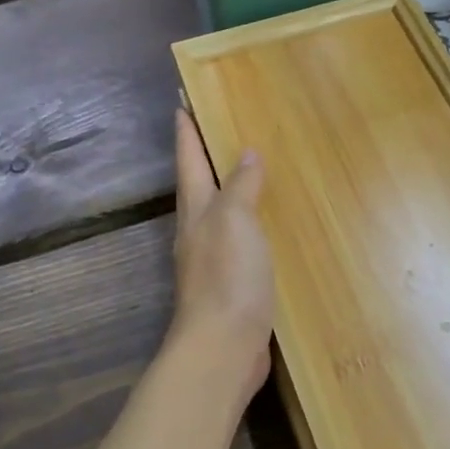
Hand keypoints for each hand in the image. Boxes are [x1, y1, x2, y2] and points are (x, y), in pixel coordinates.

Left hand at [170, 109, 274, 403]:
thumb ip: (240, 187)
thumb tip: (246, 154)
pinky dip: (251, 224)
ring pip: (220, 213)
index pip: (189, 159)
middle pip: (200, 184)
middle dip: (205, 156)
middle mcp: (199, 231)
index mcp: (196, 210)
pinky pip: (241, 241)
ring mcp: (213, 260)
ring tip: (251, 169)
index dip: (186, 130)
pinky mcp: (232, 284)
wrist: (223, 348)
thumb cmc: (227, 277)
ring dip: (230, 189)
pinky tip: (268, 225)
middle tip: (222, 126)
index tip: (181, 100)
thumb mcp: (234, 220)